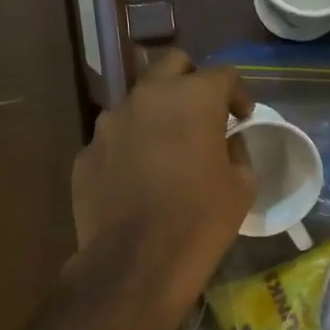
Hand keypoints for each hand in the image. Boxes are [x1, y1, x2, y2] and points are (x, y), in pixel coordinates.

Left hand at [71, 50, 255, 324]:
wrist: (136, 263)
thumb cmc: (201, 221)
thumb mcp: (241, 187)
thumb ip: (237, 151)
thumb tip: (226, 142)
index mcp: (192, 98)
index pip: (222, 75)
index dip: (237, 94)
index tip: (243, 116)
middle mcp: (147, 98)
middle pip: (172, 66)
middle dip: (191, 82)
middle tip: (203, 114)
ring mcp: (109, 124)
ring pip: (138, 103)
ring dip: (156, 116)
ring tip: (166, 150)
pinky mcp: (86, 154)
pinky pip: (114, 140)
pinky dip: (130, 149)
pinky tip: (138, 180)